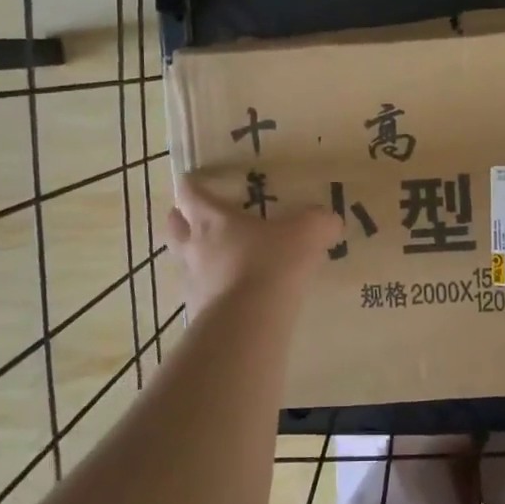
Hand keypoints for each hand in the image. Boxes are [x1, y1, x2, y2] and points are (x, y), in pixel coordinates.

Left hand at [167, 172, 342, 312]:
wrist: (249, 321)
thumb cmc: (272, 263)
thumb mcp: (308, 233)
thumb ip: (320, 222)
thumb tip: (330, 220)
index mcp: (213, 220)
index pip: (190, 194)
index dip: (191, 186)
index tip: (195, 182)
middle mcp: (195, 248)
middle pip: (174, 227)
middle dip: (180, 219)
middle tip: (194, 217)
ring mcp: (192, 283)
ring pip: (183, 263)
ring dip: (194, 258)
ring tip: (217, 261)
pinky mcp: (198, 314)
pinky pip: (200, 296)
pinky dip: (211, 293)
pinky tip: (231, 296)